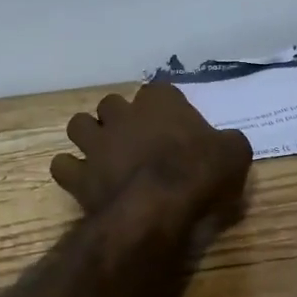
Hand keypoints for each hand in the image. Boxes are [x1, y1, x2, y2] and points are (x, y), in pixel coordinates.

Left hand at [51, 82, 253, 227]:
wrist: (158, 206)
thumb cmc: (199, 173)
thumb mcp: (234, 154)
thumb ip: (227, 142)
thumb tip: (226, 144)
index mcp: (161, 102)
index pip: (159, 91)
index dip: (164, 107)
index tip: (173, 125)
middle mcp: (123, 114)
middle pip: (112, 104)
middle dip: (119, 118)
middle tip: (135, 140)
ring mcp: (96, 142)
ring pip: (79, 124)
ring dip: (89, 136)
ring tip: (102, 153)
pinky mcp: (79, 174)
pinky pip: (63, 165)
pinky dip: (70, 171)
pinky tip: (82, 180)